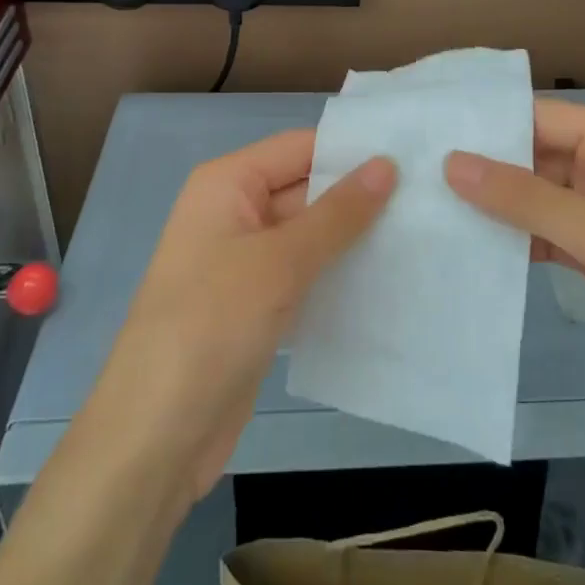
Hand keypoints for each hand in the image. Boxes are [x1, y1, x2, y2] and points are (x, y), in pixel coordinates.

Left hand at [87, 131, 395, 497]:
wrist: (155, 436)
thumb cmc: (211, 325)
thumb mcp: (280, 261)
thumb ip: (337, 213)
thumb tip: (387, 163)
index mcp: (227, 184)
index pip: (300, 148)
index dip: (351, 150)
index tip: (413, 155)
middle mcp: (234, 212)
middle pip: (306, 188)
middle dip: (359, 196)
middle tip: (429, 196)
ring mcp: (244, 262)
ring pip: (309, 234)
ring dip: (353, 238)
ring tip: (421, 233)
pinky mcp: (256, 305)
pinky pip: (304, 274)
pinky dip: (338, 274)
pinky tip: (388, 279)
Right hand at [444, 101, 584, 415]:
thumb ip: (524, 198)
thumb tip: (450, 163)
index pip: (533, 116)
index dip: (482, 123)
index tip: (423, 133)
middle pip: (528, 156)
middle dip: (480, 168)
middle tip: (411, 175)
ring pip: (531, 197)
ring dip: (491, 207)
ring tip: (424, 210)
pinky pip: (541, 234)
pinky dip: (511, 241)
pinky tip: (465, 250)